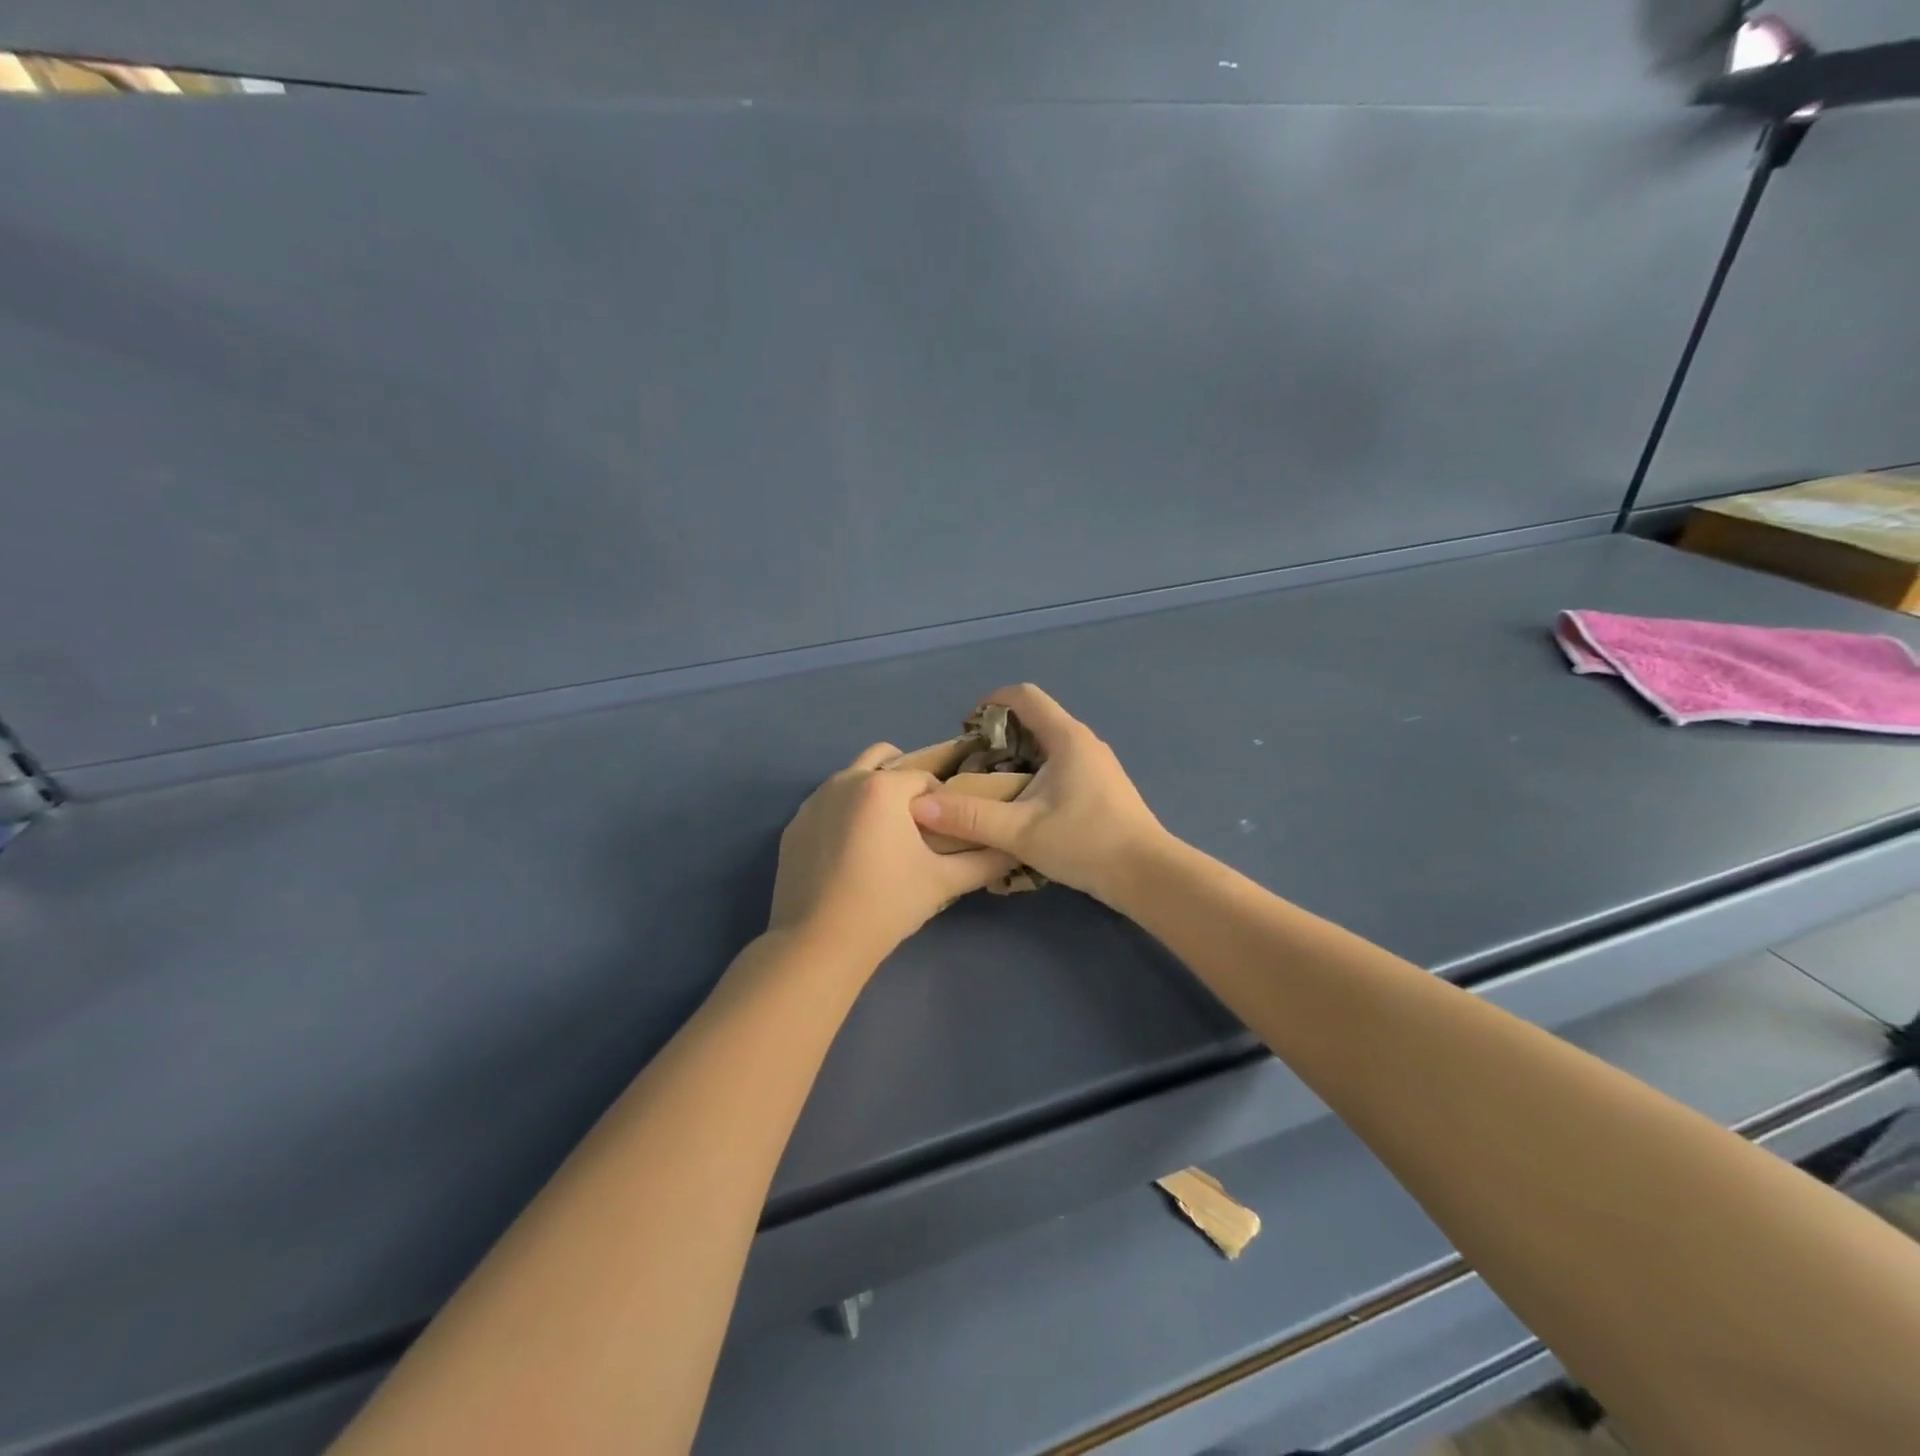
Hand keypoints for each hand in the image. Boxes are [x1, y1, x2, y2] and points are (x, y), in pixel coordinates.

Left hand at [769, 742, 1017, 968]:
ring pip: (853, 780)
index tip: (944, 831)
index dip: (941, 801)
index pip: (925, 778)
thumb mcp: (944, 882)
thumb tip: (1014, 848)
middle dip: (904, 782)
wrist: (818, 943)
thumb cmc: (887, 904)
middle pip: (884, 760)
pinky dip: (844, 816)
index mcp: (882, 786)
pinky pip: (827, 806)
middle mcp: (844, 780)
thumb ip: (985, 860)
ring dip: (873, 795)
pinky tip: (850, 855)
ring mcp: (813, 801)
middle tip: (916, 823)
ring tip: (883, 839)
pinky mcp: (794, 825)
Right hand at [908, 684, 1167, 904]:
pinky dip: (1035, 772)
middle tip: (972, 766)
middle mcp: (1084, 741)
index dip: (990, 703)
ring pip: (1048, 744)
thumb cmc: (1085, 843)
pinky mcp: (1102, 785)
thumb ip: (969, 817)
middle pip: (1034, 719)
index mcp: (1066, 737)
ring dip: (1016, 757)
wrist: (1147, 875)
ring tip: (992, 788)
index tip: (966, 730)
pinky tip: (1024, 806)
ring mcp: (1097, 763)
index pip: (1024, 696)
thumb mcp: (1019, 832)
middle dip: (998, 736)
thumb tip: (919, 806)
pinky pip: (1061, 764)